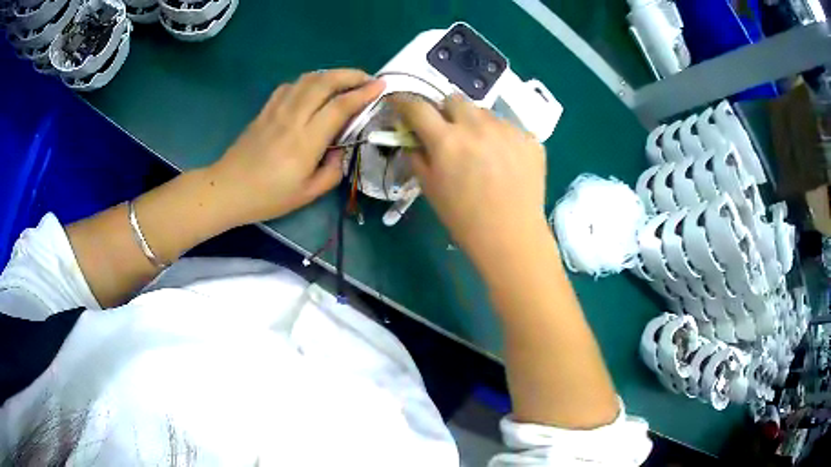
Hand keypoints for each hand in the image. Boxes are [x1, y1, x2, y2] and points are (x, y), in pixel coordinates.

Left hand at [209, 69, 384, 224]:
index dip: (363, 93)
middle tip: (367, 79)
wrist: (228, 189)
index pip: (340, 106)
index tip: (380, 86)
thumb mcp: (308, 194)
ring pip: (307, 79)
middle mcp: (292, 118)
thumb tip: (341, 149)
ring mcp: (276, 110)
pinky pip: (290, 86)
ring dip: (331, 74)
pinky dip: (308, 81)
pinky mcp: (265, 110)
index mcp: (306, 141)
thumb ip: (333, 170)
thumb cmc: (268, 197)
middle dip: (350, 75)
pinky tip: (313, 89)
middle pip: (324, 82)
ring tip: (345, 80)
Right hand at [391, 94, 547, 262]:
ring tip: (481, 149)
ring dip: (475, 123)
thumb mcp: (430, 189)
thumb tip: (412, 138)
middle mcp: (477, 126)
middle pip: (454, 99)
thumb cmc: (464, 218)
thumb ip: (417, 156)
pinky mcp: (530, 139)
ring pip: (484, 112)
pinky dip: (500, 138)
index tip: (399, 102)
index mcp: (447, 140)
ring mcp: (508, 130)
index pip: (418, 107)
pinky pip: (508, 127)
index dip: (404, 102)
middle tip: (448, 132)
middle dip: (445, 111)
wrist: (511, 236)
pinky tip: (504, 161)